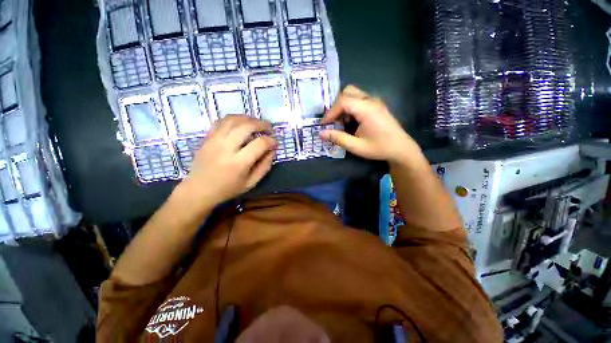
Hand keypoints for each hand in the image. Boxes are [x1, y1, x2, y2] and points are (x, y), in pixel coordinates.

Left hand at [181, 115, 276, 205]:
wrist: (198, 189)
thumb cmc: (227, 189)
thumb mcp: (251, 183)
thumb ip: (265, 166)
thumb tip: (272, 151)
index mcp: (239, 163)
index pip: (260, 144)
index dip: (271, 141)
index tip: (275, 143)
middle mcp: (226, 148)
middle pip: (247, 126)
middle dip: (261, 124)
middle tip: (269, 127)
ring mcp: (214, 140)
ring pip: (233, 119)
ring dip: (248, 118)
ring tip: (257, 122)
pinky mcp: (207, 137)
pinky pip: (221, 121)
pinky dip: (234, 118)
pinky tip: (241, 122)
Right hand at [320, 85, 420, 163]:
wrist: (401, 149)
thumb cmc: (379, 148)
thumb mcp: (356, 146)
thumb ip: (338, 138)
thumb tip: (321, 133)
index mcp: (367, 109)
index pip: (343, 102)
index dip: (331, 112)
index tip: (324, 124)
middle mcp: (371, 101)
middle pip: (348, 92)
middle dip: (336, 106)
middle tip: (332, 121)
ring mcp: (375, 102)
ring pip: (354, 94)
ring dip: (344, 106)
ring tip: (341, 123)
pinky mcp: (377, 106)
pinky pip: (359, 100)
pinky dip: (351, 108)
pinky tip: (351, 122)